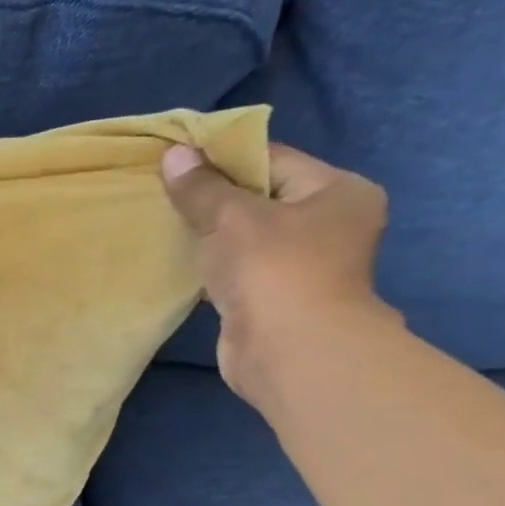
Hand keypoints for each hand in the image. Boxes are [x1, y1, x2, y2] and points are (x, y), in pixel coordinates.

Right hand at [160, 142, 395, 405]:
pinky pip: (238, 270)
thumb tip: (174, 154)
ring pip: (246, 238)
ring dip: (210, 236)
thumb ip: (201, 187)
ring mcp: (304, 265)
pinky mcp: (276, 298)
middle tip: (166, 194)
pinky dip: (212, 266)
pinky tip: (181, 263)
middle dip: (213, 199)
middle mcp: (330, 224)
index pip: (273, 159)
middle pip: (260, 198)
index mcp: (337, 191)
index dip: (223, 158)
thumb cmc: (273, 269)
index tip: (178, 162)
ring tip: (167, 226)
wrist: (289, 351)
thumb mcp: (231, 217)